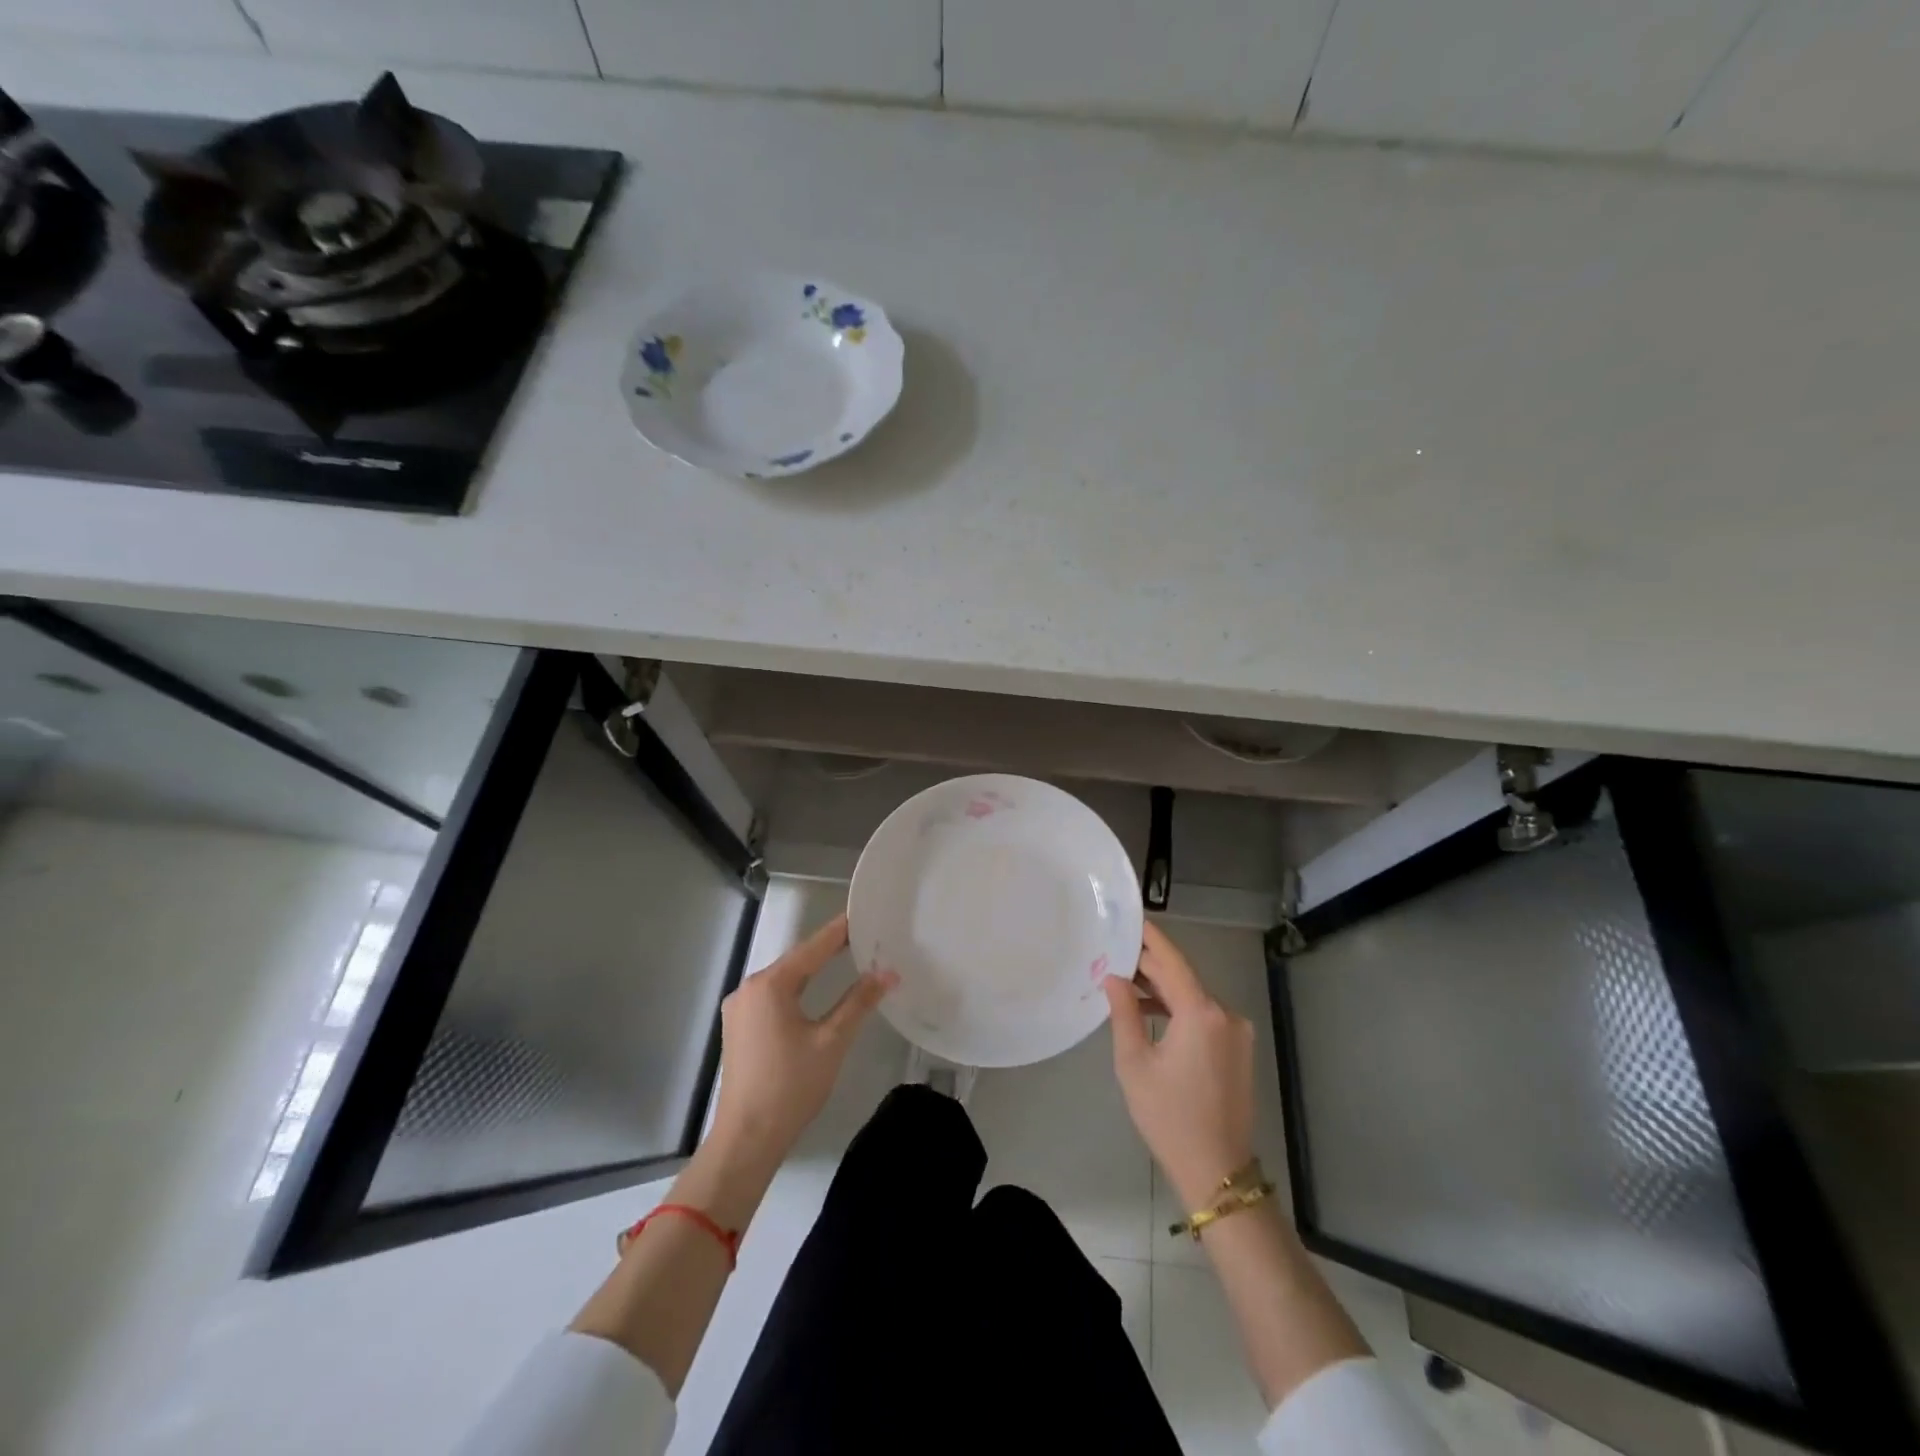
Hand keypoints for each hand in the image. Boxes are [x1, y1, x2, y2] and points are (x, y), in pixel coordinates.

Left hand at [708, 914, 897, 1166]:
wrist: (746, 1140)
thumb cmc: (791, 1087)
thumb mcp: (832, 1041)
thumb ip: (859, 1001)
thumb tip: (888, 972)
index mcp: (770, 985)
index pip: (813, 948)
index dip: (840, 931)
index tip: (864, 914)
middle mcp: (749, 988)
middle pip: (796, 961)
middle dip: (828, 949)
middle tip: (863, 937)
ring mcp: (739, 1009)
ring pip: (784, 980)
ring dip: (812, 970)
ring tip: (847, 957)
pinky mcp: (739, 1028)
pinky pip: (773, 997)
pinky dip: (797, 989)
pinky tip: (815, 991)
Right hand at [1105, 921, 1256, 1208]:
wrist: (1217, 1171)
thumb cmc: (1168, 1117)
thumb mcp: (1134, 1063)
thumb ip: (1123, 1012)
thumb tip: (1114, 977)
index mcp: (1201, 1014)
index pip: (1172, 961)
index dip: (1150, 938)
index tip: (1131, 918)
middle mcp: (1225, 1015)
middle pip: (1183, 978)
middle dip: (1150, 966)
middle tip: (1115, 952)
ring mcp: (1237, 1033)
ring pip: (1193, 997)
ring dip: (1163, 990)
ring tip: (1125, 984)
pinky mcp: (1239, 1050)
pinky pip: (1204, 1016)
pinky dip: (1179, 1010)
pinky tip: (1152, 1013)